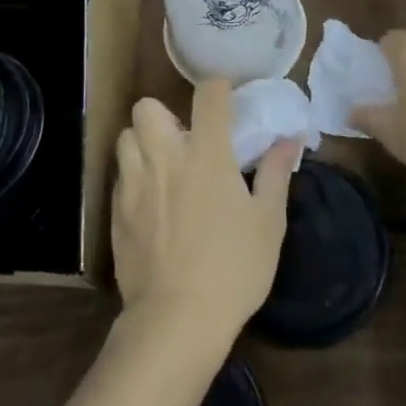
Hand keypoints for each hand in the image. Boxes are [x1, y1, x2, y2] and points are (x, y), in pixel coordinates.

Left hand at [111, 81, 298, 345]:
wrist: (176, 319)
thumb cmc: (233, 268)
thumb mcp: (267, 222)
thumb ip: (276, 173)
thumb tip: (290, 138)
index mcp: (206, 153)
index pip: (208, 94)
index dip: (218, 87)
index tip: (226, 96)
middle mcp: (164, 157)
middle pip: (147, 107)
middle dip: (163, 114)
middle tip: (184, 141)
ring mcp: (134, 182)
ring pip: (125, 137)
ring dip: (142, 143)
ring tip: (163, 168)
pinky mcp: (116, 210)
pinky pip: (120, 176)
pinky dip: (134, 177)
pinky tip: (150, 203)